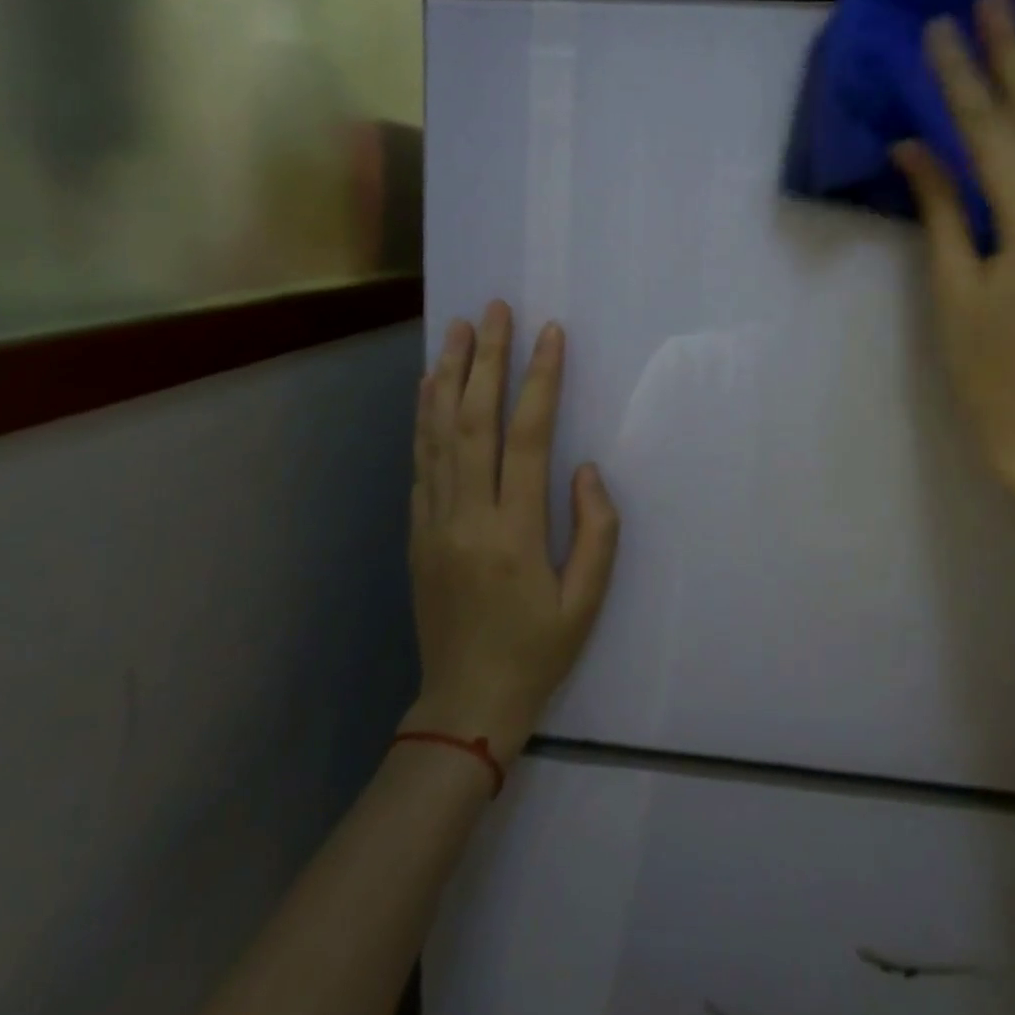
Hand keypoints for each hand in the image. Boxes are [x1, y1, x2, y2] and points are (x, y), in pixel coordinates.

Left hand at [404, 302, 620, 761]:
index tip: (550, 335)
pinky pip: (420, 461)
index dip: (539, 381)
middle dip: (487, 360)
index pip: (526, 438)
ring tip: (458, 329)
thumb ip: (596, 531)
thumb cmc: (538, 652)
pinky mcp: (417, 531)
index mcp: (513, 534)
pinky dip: (424, 416)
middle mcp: (467, 517)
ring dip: (448, 376)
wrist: (465, 703)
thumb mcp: (587, 601)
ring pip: (437, 434)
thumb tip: (585, 468)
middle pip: (473, 422)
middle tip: (495, 310)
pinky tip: (430, 385)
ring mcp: (434, 522)